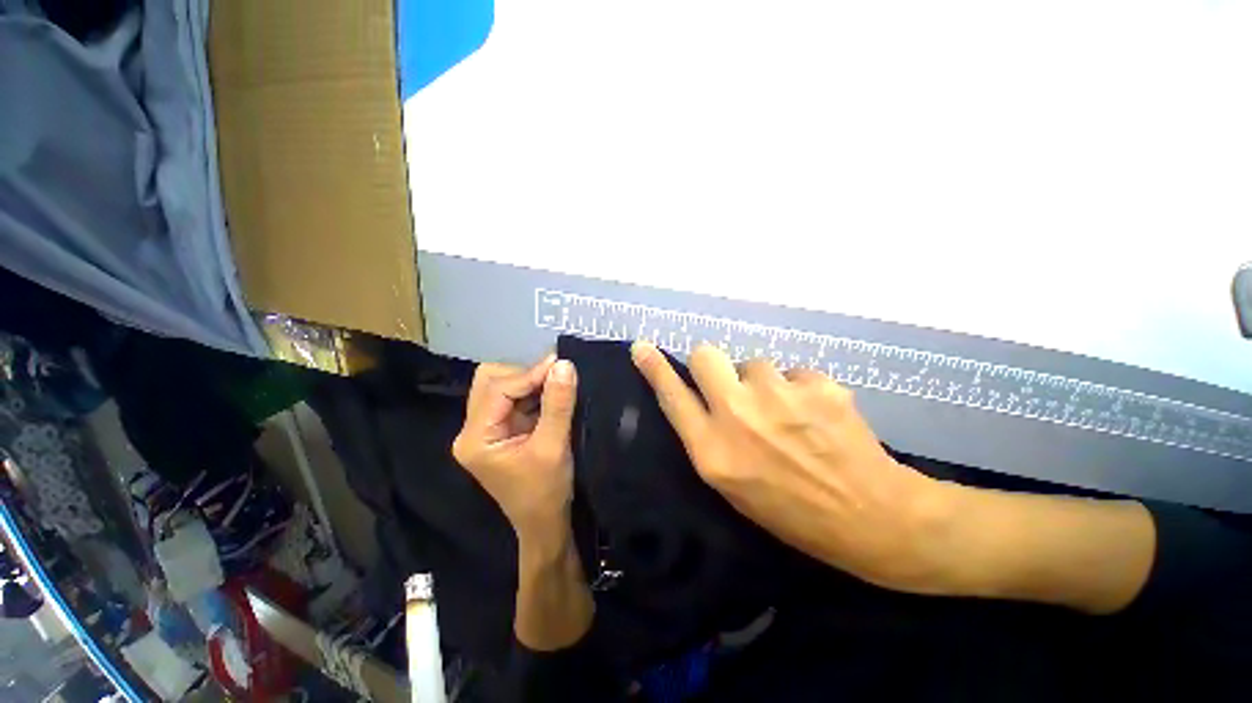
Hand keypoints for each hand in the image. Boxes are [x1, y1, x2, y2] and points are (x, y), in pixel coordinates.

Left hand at [453, 355, 578, 537]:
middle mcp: (473, 429)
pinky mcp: (502, 429)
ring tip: (557, 383)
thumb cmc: (546, 491)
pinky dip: (533, 392)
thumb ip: (558, 404)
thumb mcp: (554, 446)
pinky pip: (514, 398)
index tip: (561, 365)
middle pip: (490, 381)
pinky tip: (552, 394)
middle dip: (524, 375)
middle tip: (556, 376)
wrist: (545, 523)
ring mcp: (486, 429)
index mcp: (475, 438)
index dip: (530, 373)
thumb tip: (564, 364)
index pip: (497, 388)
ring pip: (502, 386)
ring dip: (530, 382)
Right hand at [631, 341, 949, 592]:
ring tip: (787, 413)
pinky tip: (817, 415)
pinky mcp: (817, 385)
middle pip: (706, 355)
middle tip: (731, 384)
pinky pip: (794, 372)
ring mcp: (779, 396)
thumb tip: (697, 397)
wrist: (870, 516)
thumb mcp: (732, 484)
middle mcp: (738, 416)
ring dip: (764, 383)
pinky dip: (799, 388)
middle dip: (712, 364)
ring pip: (755, 363)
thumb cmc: (790, 510)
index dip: (654, 369)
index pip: (672, 397)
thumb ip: (708, 436)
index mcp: (713, 451)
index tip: (641, 347)